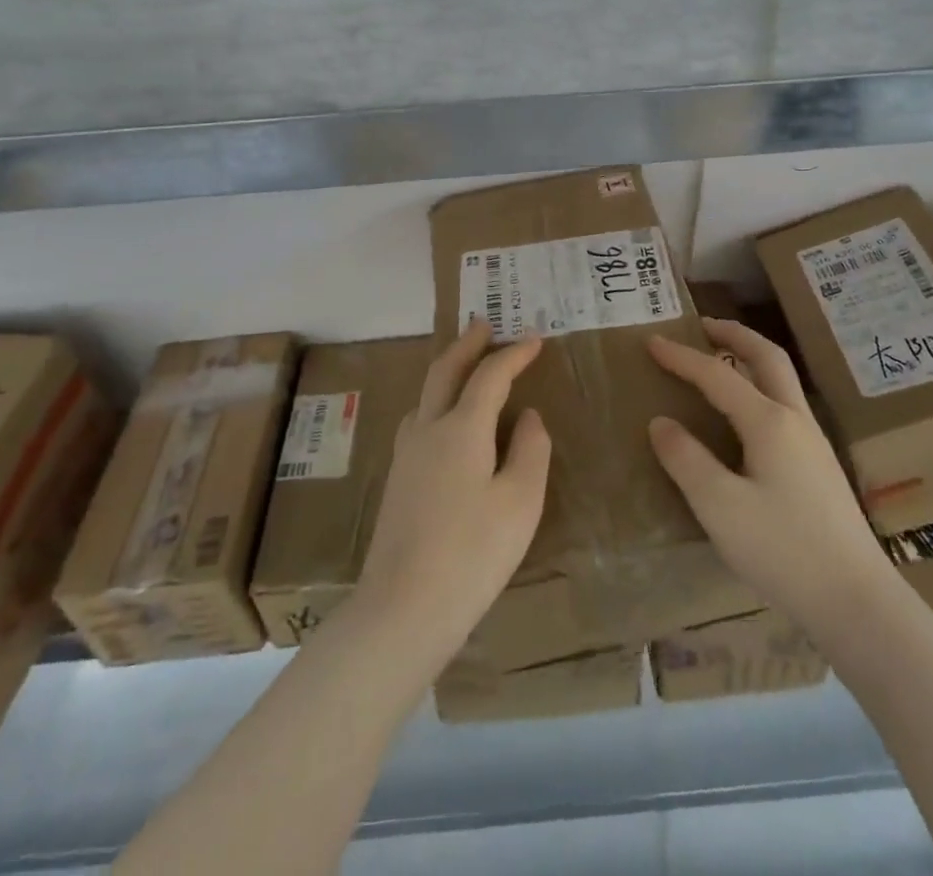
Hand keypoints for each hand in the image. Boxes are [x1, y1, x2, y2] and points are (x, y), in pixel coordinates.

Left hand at [348, 320, 551, 674]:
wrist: (402, 608)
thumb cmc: (473, 553)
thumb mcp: (520, 502)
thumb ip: (530, 450)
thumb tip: (527, 416)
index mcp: (461, 428)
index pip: (490, 375)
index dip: (513, 353)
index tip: (535, 339)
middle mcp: (428, 429)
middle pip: (445, 370)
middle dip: (466, 343)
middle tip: (484, 323)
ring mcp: (406, 453)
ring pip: (426, 393)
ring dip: (448, 369)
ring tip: (467, 365)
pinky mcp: (397, 478)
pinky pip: (419, 418)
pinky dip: (437, 399)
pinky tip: (445, 420)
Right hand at [648, 317, 894, 636]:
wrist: (858, 603)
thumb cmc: (783, 551)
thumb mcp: (720, 507)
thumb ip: (686, 460)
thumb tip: (661, 422)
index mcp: (769, 422)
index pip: (717, 375)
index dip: (681, 357)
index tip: (651, 341)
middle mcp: (795, 420)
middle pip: (767, 357)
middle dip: (733, 334)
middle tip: (702, 325)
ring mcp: (813, 443)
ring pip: (782, 379)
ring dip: (750, 357)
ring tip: (720, 360)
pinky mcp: (820, 467)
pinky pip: (785, 404)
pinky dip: (760, 386)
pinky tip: (746, 414)